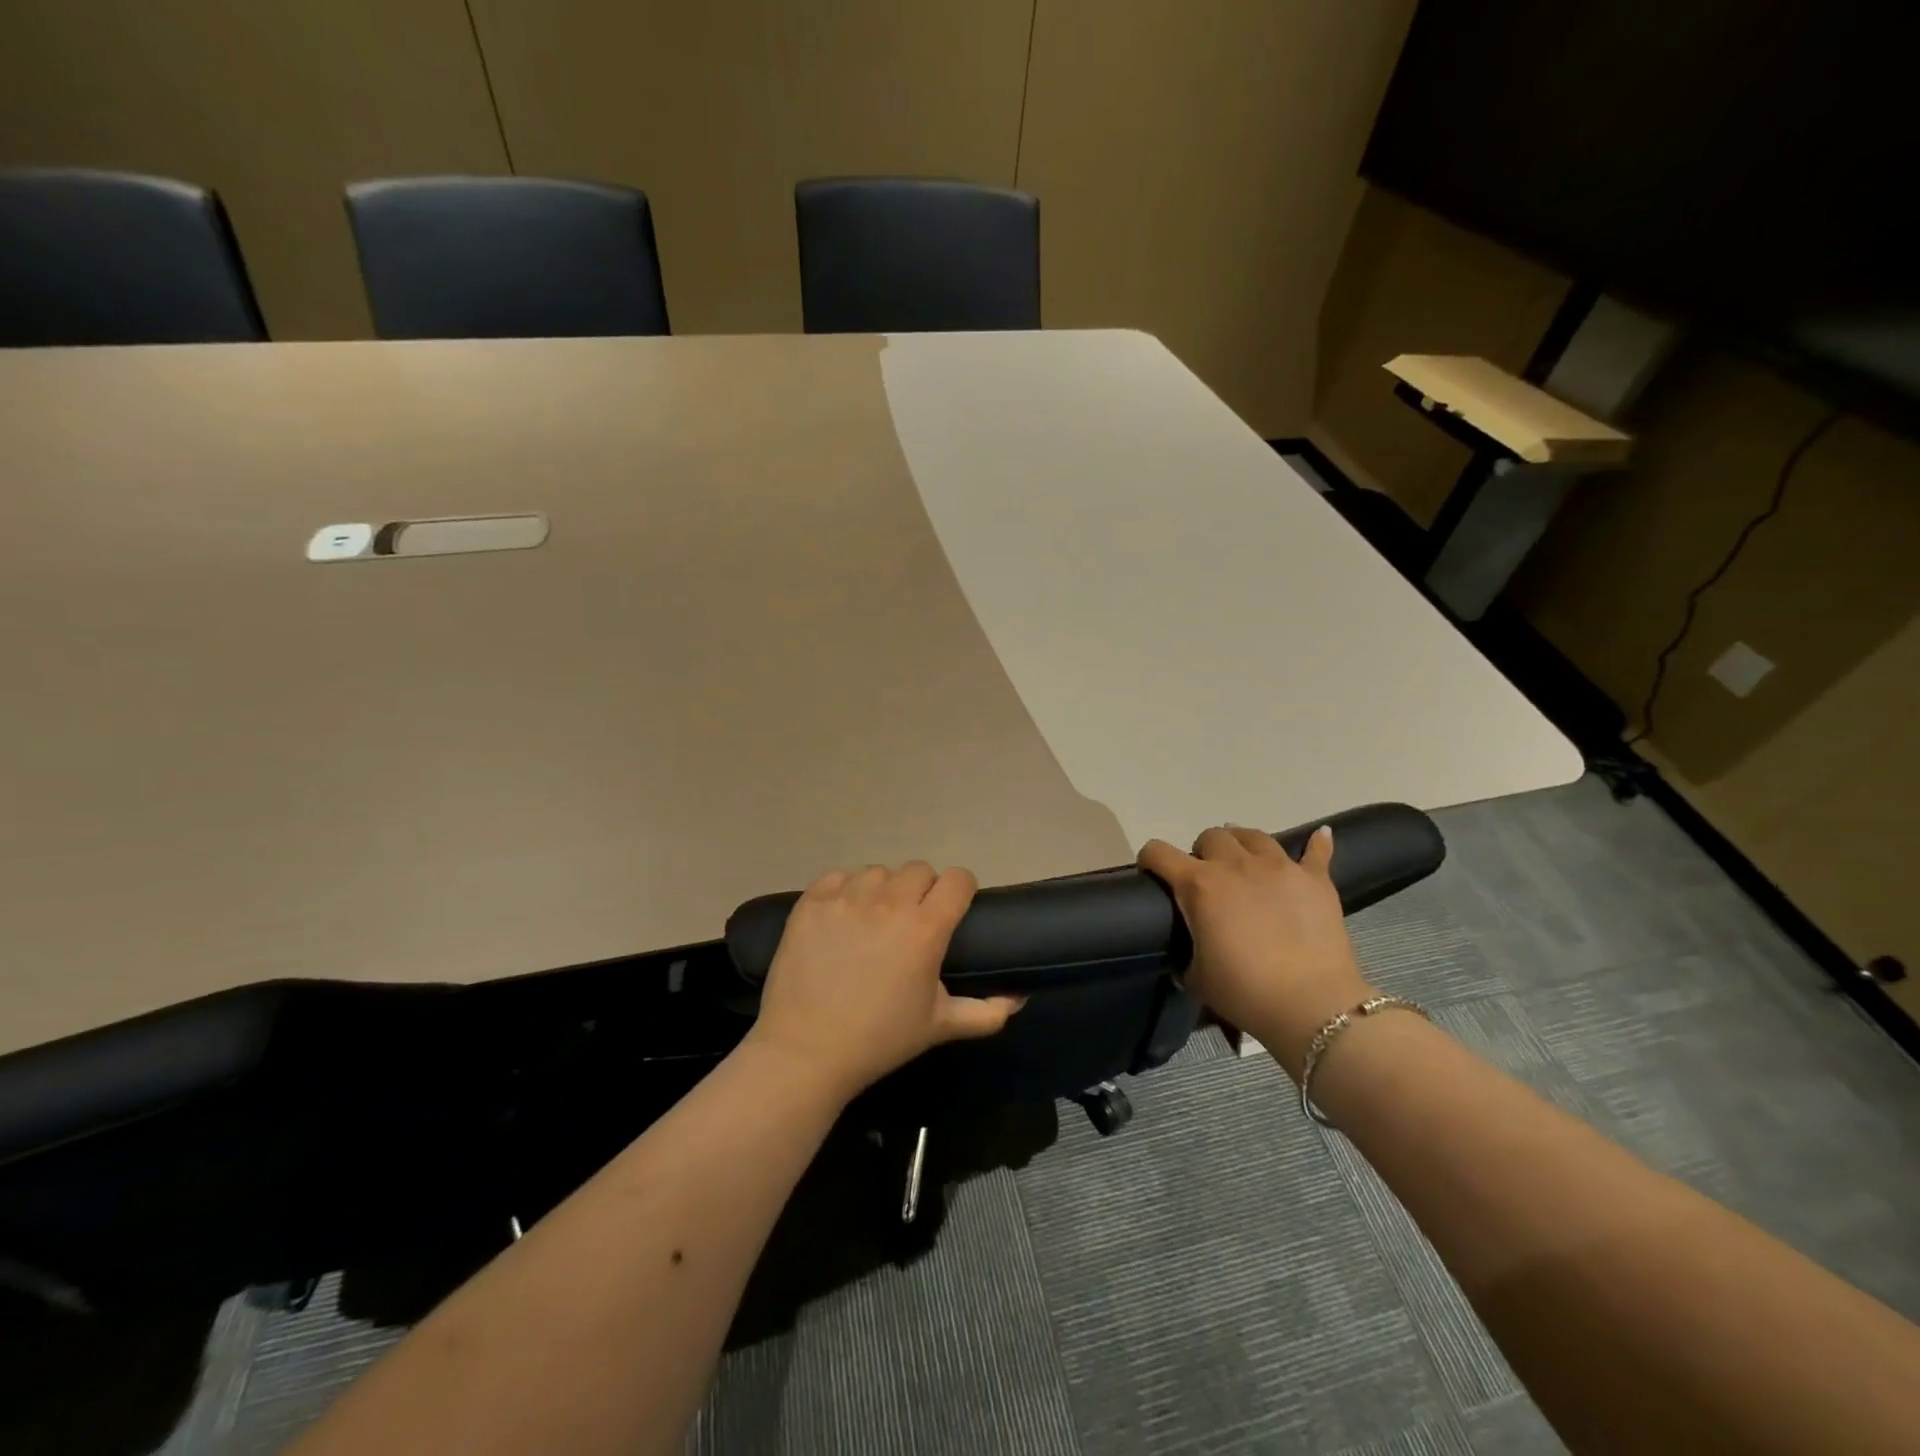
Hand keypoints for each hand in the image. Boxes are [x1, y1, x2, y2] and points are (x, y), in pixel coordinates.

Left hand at [745, 861, 1024, 1102]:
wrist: (805, 1051)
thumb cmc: (879, 1039)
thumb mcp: (939, 1026)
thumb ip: (987, 1012)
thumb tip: (1019, 998)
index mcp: (925, 928)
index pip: (957, 879)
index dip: (960, 890)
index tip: (954, 908)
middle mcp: (888, 902)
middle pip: (919, 870)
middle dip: (923, 890)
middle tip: (912, 921)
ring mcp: (846, 898)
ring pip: (878, 871)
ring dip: (883, 889)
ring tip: (874, 920)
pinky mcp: (812, 902)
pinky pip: (839, 877)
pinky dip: (846, 891)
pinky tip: (842, 918)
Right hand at [1139, 824, 1371, 1080]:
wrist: (1312, 1006)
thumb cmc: (1245, 992)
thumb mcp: (1197, 977)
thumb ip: (1186, 954)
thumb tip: (1189, 953)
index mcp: (1199, 885)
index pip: (1159, 853)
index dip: (1150, 859)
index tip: (1152, 873)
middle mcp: (1235, 865)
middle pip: (1211, 836)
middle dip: (1203, 852)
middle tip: (1208, 879)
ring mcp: (1279, 867)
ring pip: (1254, 835)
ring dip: (1243, 844)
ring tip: (1245, 860)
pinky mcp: (1315, 880)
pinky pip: (1316, 851)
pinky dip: (1316, 844)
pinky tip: (1319, 836)